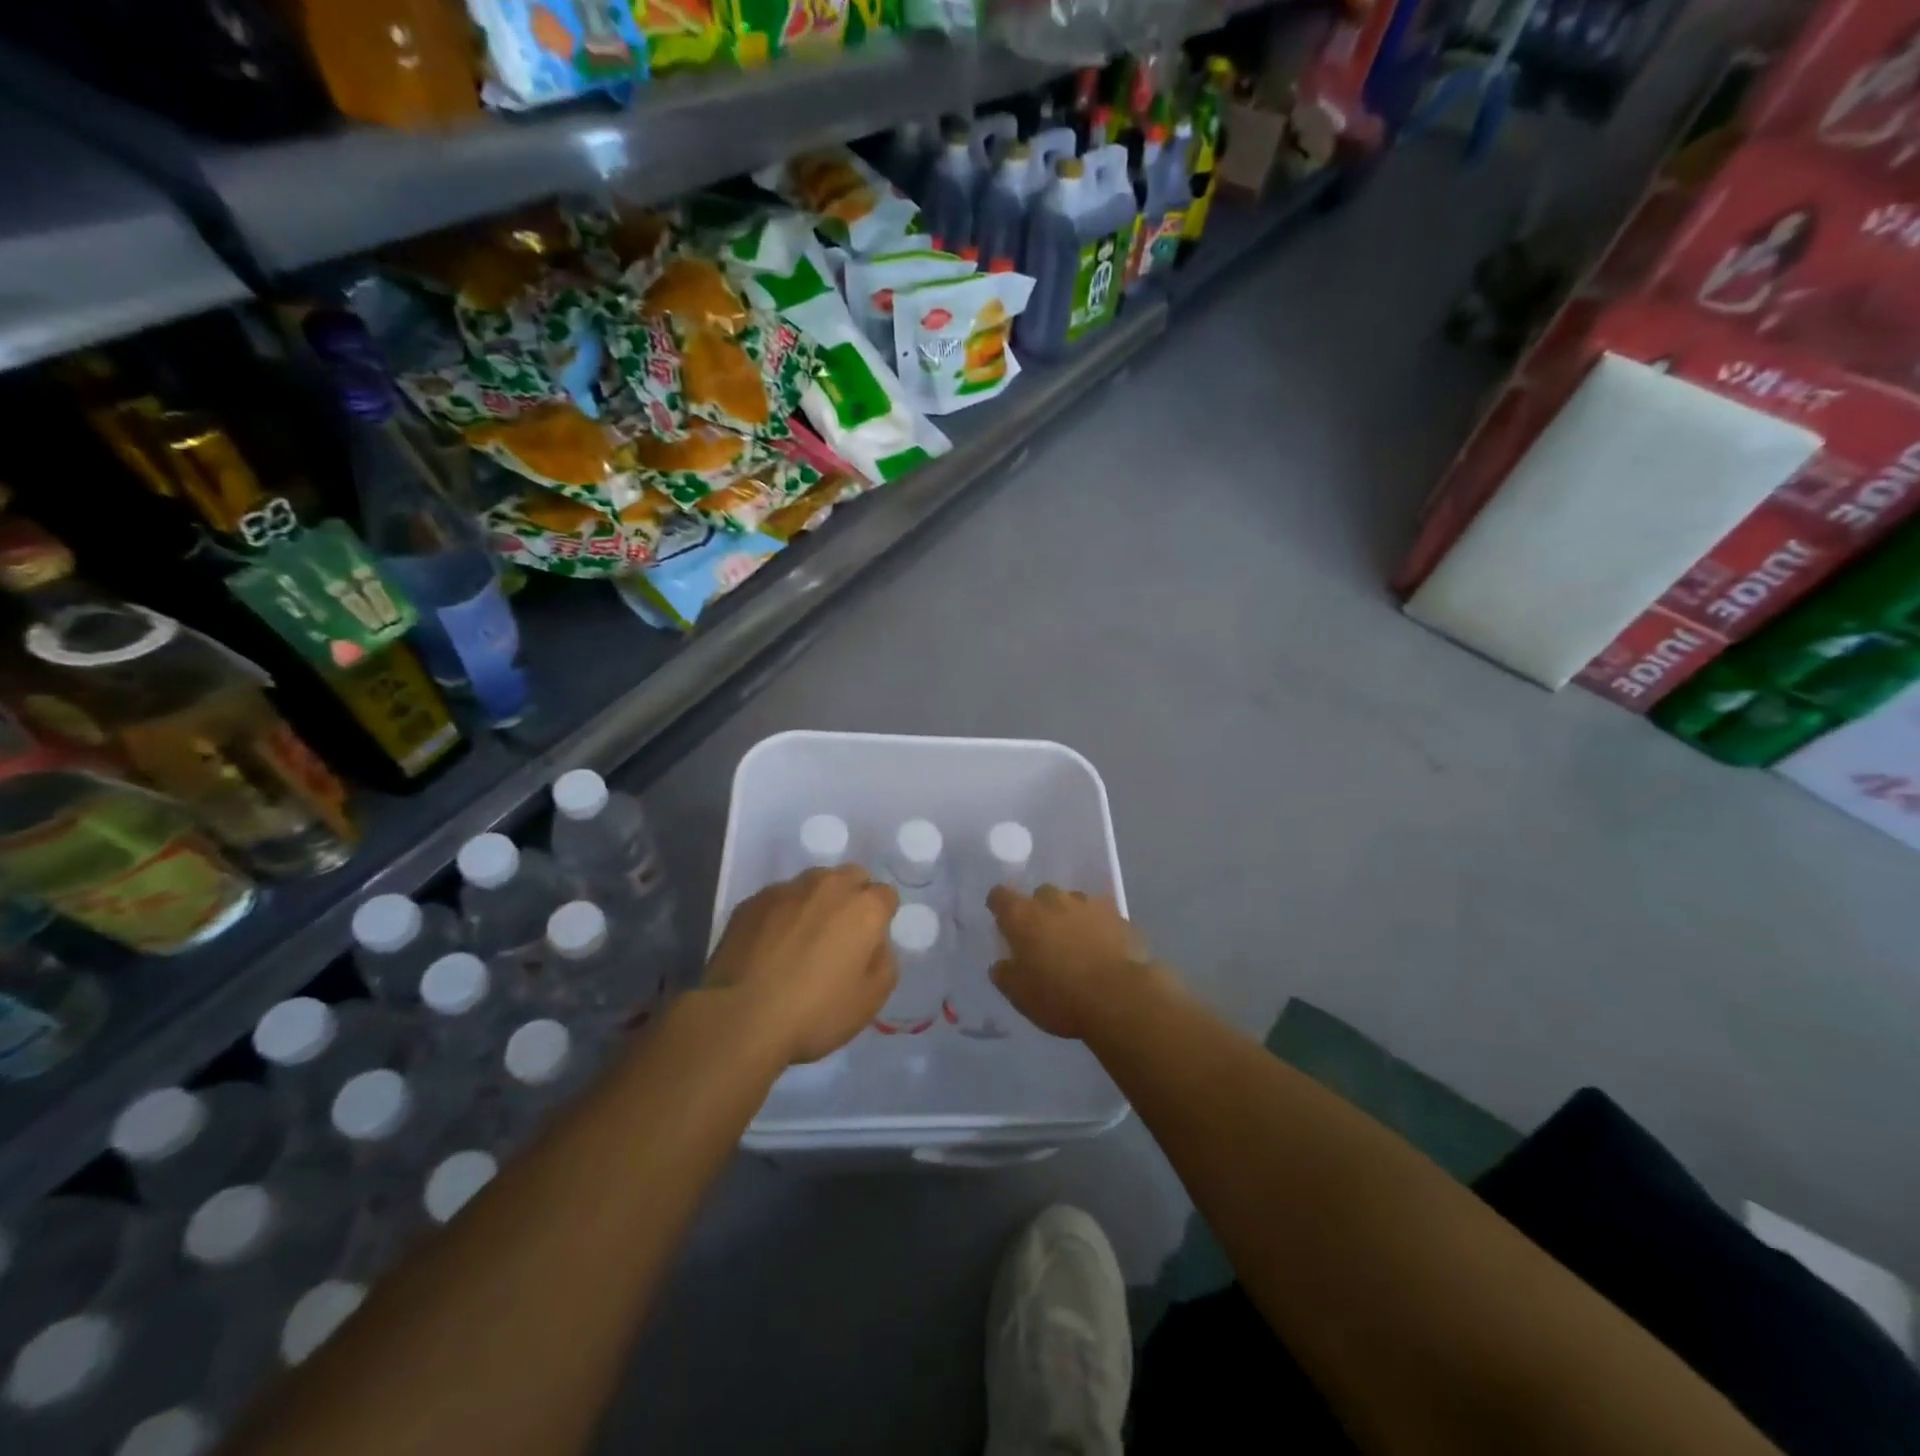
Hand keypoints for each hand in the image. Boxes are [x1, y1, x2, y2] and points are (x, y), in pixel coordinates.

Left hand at [704, 866, 898, 1064]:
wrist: (741, 1018)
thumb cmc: (816, 1013)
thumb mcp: (871, 999)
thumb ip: (884, 960)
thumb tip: (874, 943)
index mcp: (864, 907)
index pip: (886, 895)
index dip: (881, 918)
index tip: (869, 943)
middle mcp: (829, 886)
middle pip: (851, 877)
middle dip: (852, 898)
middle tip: (840, 936)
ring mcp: (787, 889)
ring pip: (813, 883)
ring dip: (817, 902)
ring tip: (802, 938)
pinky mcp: (753, 901)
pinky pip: (779, 898)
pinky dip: (783, 914)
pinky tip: (771, 945)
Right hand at [988, 885, 1150, 1040]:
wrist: (1119, 997)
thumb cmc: (1060, 997)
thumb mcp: (1020, 995)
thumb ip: (1005, 973)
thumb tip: (1002, 963)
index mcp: (1022, 915)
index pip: (1000, 896)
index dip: (999, 906)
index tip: (1003, 923)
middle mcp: (1053, 900)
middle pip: (1040, 895)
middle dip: (1039, 912)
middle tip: (1044, 940)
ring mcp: (1088, 904)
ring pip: (1073, 902)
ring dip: (1070, 917)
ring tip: (1077, 945)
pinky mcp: (1118, 915)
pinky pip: (1101, 915)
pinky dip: (1098, 927)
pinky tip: (1103, 949)